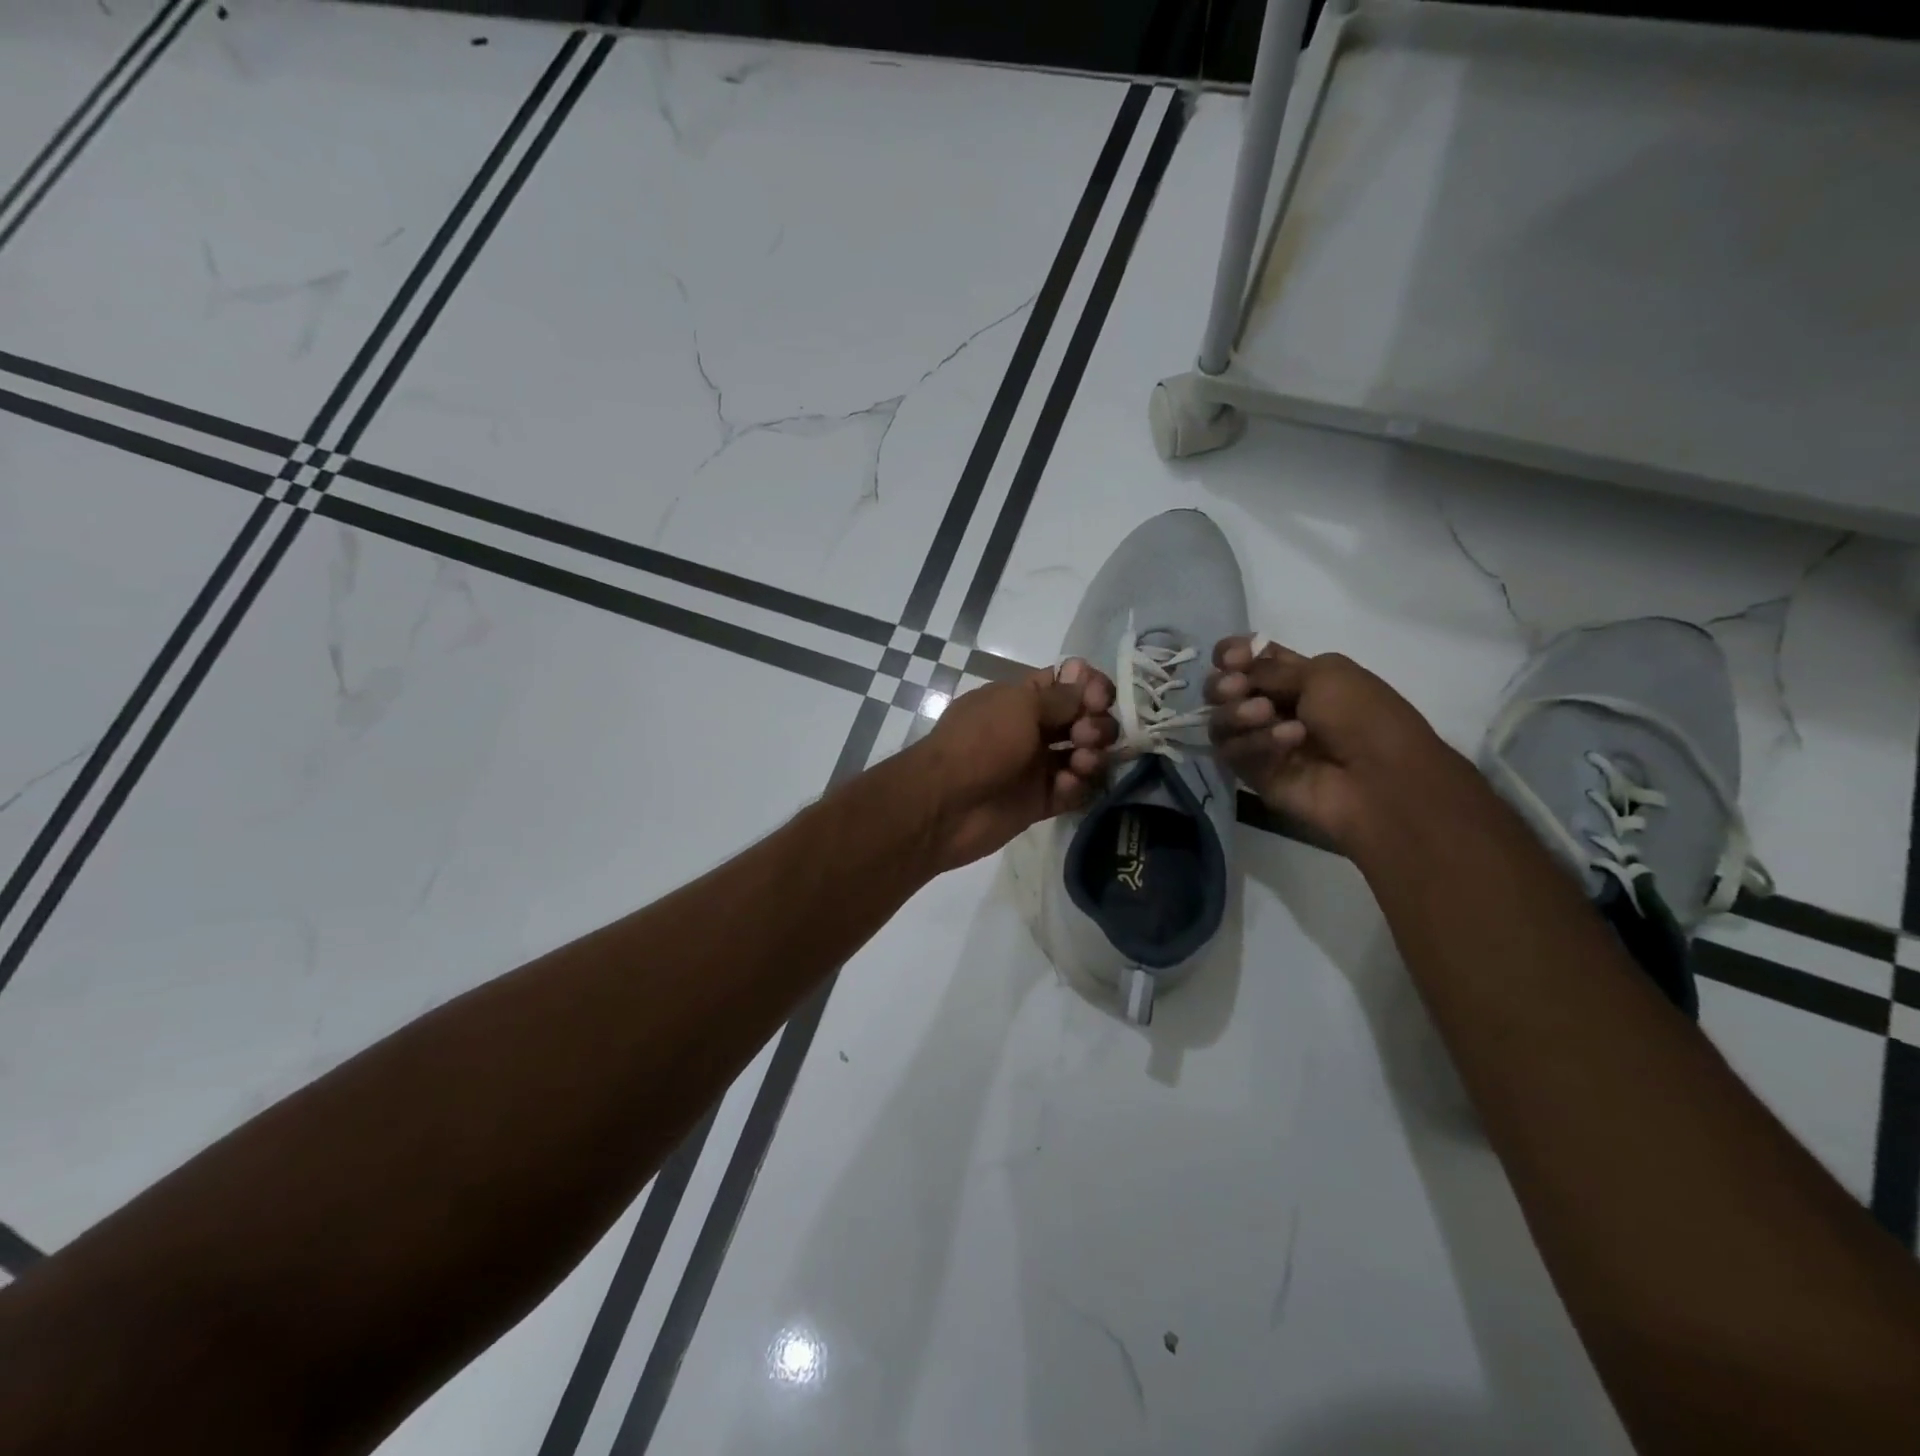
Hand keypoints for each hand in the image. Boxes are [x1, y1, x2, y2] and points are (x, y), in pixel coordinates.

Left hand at [913, 659, 1115, 869]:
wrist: (945, 804)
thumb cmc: (980, 743)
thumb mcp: (1019, 706)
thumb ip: (1060, 696)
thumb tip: (1085, 679)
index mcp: (1020, 699)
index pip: (1067, 683)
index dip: (1090, 686)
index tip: (1100, 697)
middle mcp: (1031, 729)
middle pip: (1081, 719)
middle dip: (1096, 722)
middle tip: (1086, 734)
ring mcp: (1035, 767)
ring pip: (1082, 755)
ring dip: (1092, 755)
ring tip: (1082, 761)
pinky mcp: (1039, 802)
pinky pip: (1072, 791)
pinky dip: (1076, 786)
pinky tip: (1066, 785)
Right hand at [1206, 637, 1463, 854]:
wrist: (1381, 779)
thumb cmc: (1363, 716)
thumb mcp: (1323, 673)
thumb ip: (1268, 668)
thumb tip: (1231, 672)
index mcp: (1297, 676)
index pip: (1247, 660)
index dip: (1232, 654)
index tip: (1232, 658)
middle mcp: (1274, 706)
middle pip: (1223, 689)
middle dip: (1224, 684)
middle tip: (1237, 688)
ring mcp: (1260, 741)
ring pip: (1219, 720)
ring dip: (1237, 712)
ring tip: (1264, 714)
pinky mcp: (1253, 772)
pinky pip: (1231, 751)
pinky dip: (1256, 742)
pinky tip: (1289, 742)